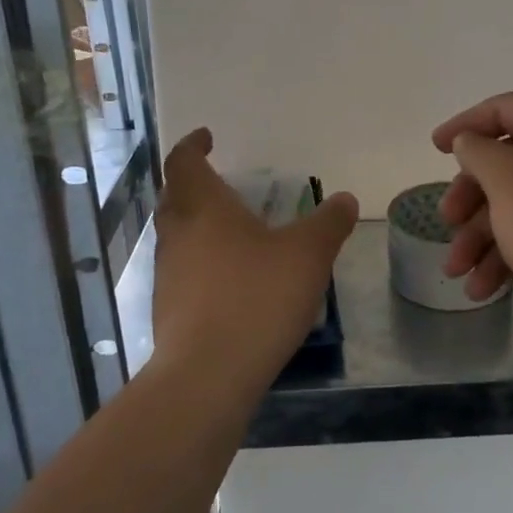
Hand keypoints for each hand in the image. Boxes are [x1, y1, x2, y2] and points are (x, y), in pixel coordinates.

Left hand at [149, 128, 358, 392]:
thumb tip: (345, 200)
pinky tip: (230, 281)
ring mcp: (167, 275)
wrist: (208, 375)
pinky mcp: (168, 311)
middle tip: (220, 182)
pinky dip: (201, 263)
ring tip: (231, 231)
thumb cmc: (256, 297)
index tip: (207, 138)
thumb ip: (328, 223)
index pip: (184, 162)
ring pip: (176, 236)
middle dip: (193, 185)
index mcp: (203, 208)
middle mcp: (177, 235)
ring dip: (196, 226)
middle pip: (174, 197)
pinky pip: (182, 272)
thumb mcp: (307, 254)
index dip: (193, 145)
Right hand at [433, 92, 512, 368]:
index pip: (506, 108)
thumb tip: (470, 142)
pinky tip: (481, 288)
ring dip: (479, 234)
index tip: (435, 149)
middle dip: (469, 195)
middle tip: (446, 220)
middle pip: (507, 160)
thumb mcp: (508, 180)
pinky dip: (504, 254)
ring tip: (455, 271)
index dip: (465, 124)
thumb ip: (478, 150)